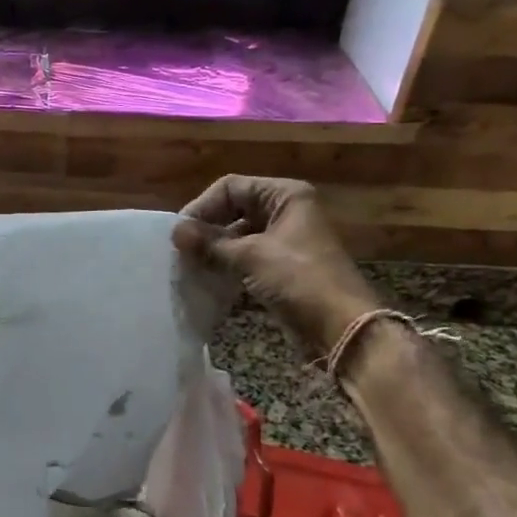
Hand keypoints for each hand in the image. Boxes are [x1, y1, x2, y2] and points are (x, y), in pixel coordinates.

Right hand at [172, 175, 377, 348]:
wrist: (342, 329)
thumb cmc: (299, 280)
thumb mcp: (250, 256)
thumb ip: (210, 242)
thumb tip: (175, 231)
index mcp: (285, 196)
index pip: (231, 188)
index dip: (203, 207)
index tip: (180, 233)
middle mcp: (286, 211)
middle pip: (233, 210)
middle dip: (207, 229)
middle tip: (180, 251)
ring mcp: (285, 241)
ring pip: (238, 236)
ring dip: (214, 250)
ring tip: (189, 266)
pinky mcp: (282, 268)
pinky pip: (246, 258)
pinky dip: (226, 267)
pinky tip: (207, 280)